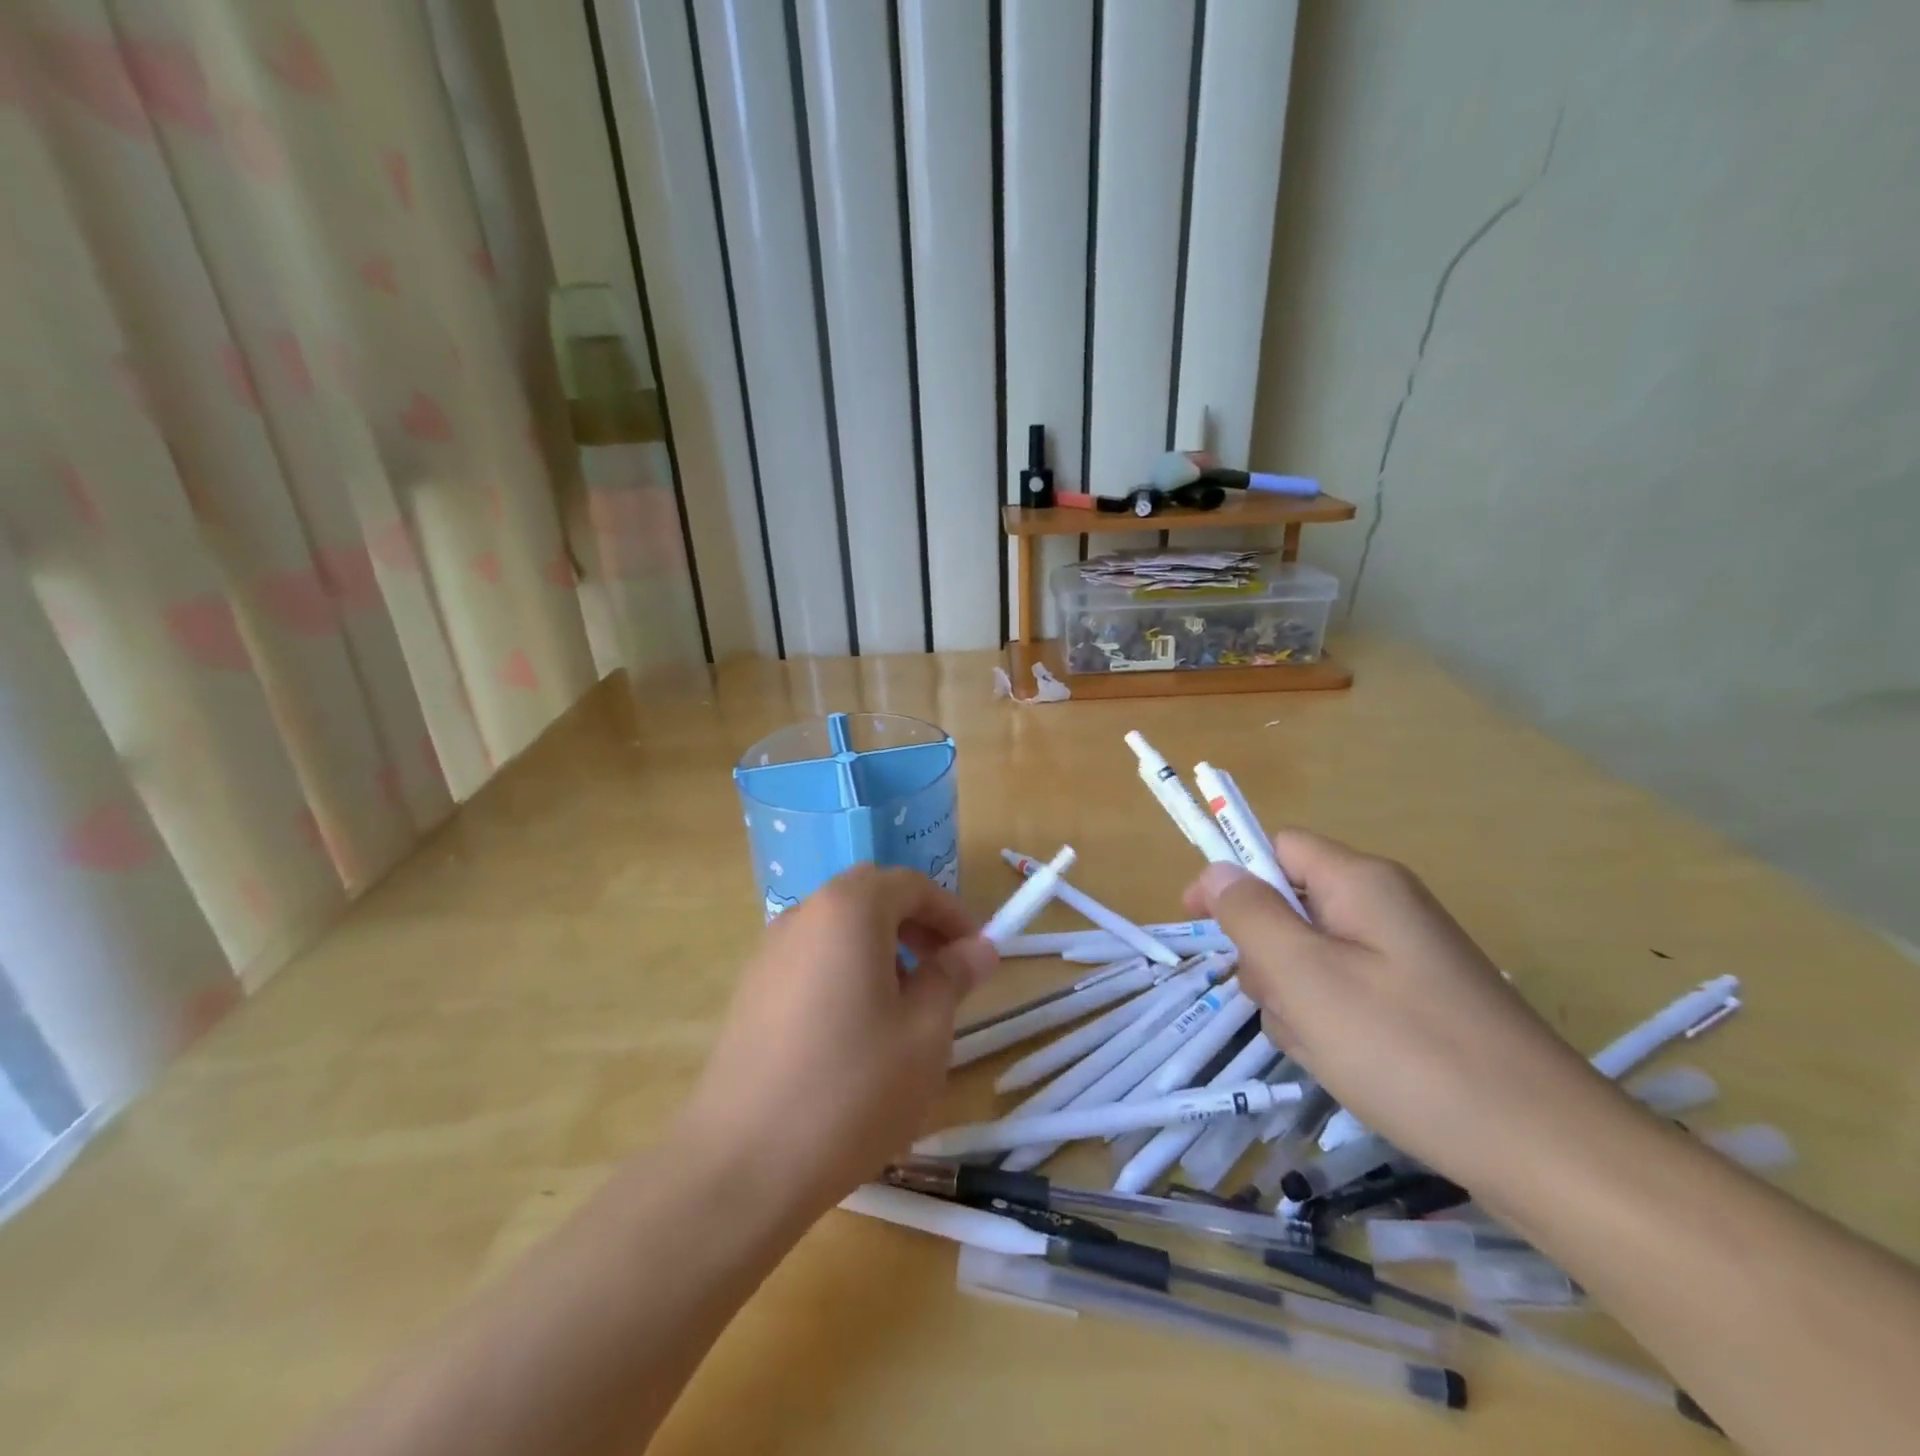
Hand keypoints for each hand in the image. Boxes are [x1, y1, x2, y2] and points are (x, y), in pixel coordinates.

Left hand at [678, 865, 998, 1221]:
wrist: (743, 1164)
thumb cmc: (853, 1088)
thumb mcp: (925, 1032)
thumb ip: (953, 977)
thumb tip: (980, 947)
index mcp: (849, 910)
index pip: (911, 885)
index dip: (952, 913)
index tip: (977, 953)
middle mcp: (804, 915)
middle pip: (869, 897)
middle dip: (914, 924)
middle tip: (943, 969)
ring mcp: (769, 952)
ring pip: (837, 929)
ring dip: (879, 947)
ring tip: (902, 1007)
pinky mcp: (750, 991)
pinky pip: (810, 959)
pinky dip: (843, 971)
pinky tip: (853, 1032)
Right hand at [1186, 830, 1623, 1188]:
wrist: (1549, 1151)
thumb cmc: (1407, 1050)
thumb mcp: (1306, 976)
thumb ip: (1251, 915)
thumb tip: (1219, 871)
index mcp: (1362, 883)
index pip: (1278, 848)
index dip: (1232, 875)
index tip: (1199, 921)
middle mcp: (1387, 908)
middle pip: (1293, 907)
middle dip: (1269, 956)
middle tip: (1284, 1005)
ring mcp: (1407, 958)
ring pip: (1313, 959)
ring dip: (1295, 999)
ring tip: (1322, 1048)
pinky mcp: (1421, 1004)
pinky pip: (1347, 995)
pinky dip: (1330, 1025)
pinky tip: (1347, 1067)